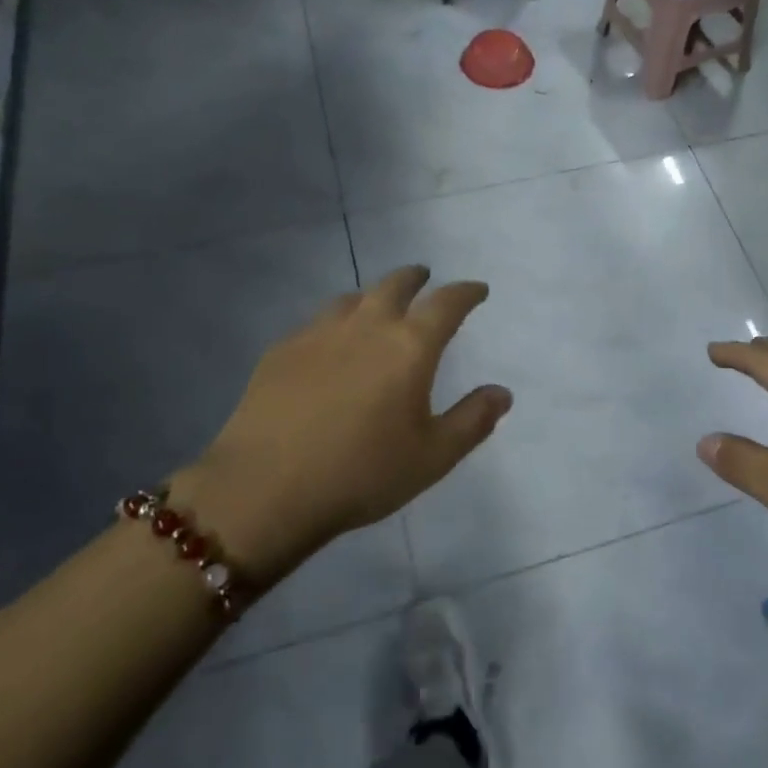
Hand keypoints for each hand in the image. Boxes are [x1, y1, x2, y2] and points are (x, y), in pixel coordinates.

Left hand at [171, 267, 511, 575]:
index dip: (466, 292)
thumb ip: (472, 420)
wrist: (264, 490)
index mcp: (409, 346)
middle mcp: (366, 326)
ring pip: (352, 298)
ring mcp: (318, 334)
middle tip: (424, 278)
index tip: (477, 290)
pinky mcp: (280, 351)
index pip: (447, 303)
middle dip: (415, 278)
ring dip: (373, 296)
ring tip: (378, 306)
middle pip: (395, 285)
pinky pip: (317, 322)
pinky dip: (336, 322)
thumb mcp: (432, 456)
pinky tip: (329, 344)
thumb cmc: (362, 473)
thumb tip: (502, 393)